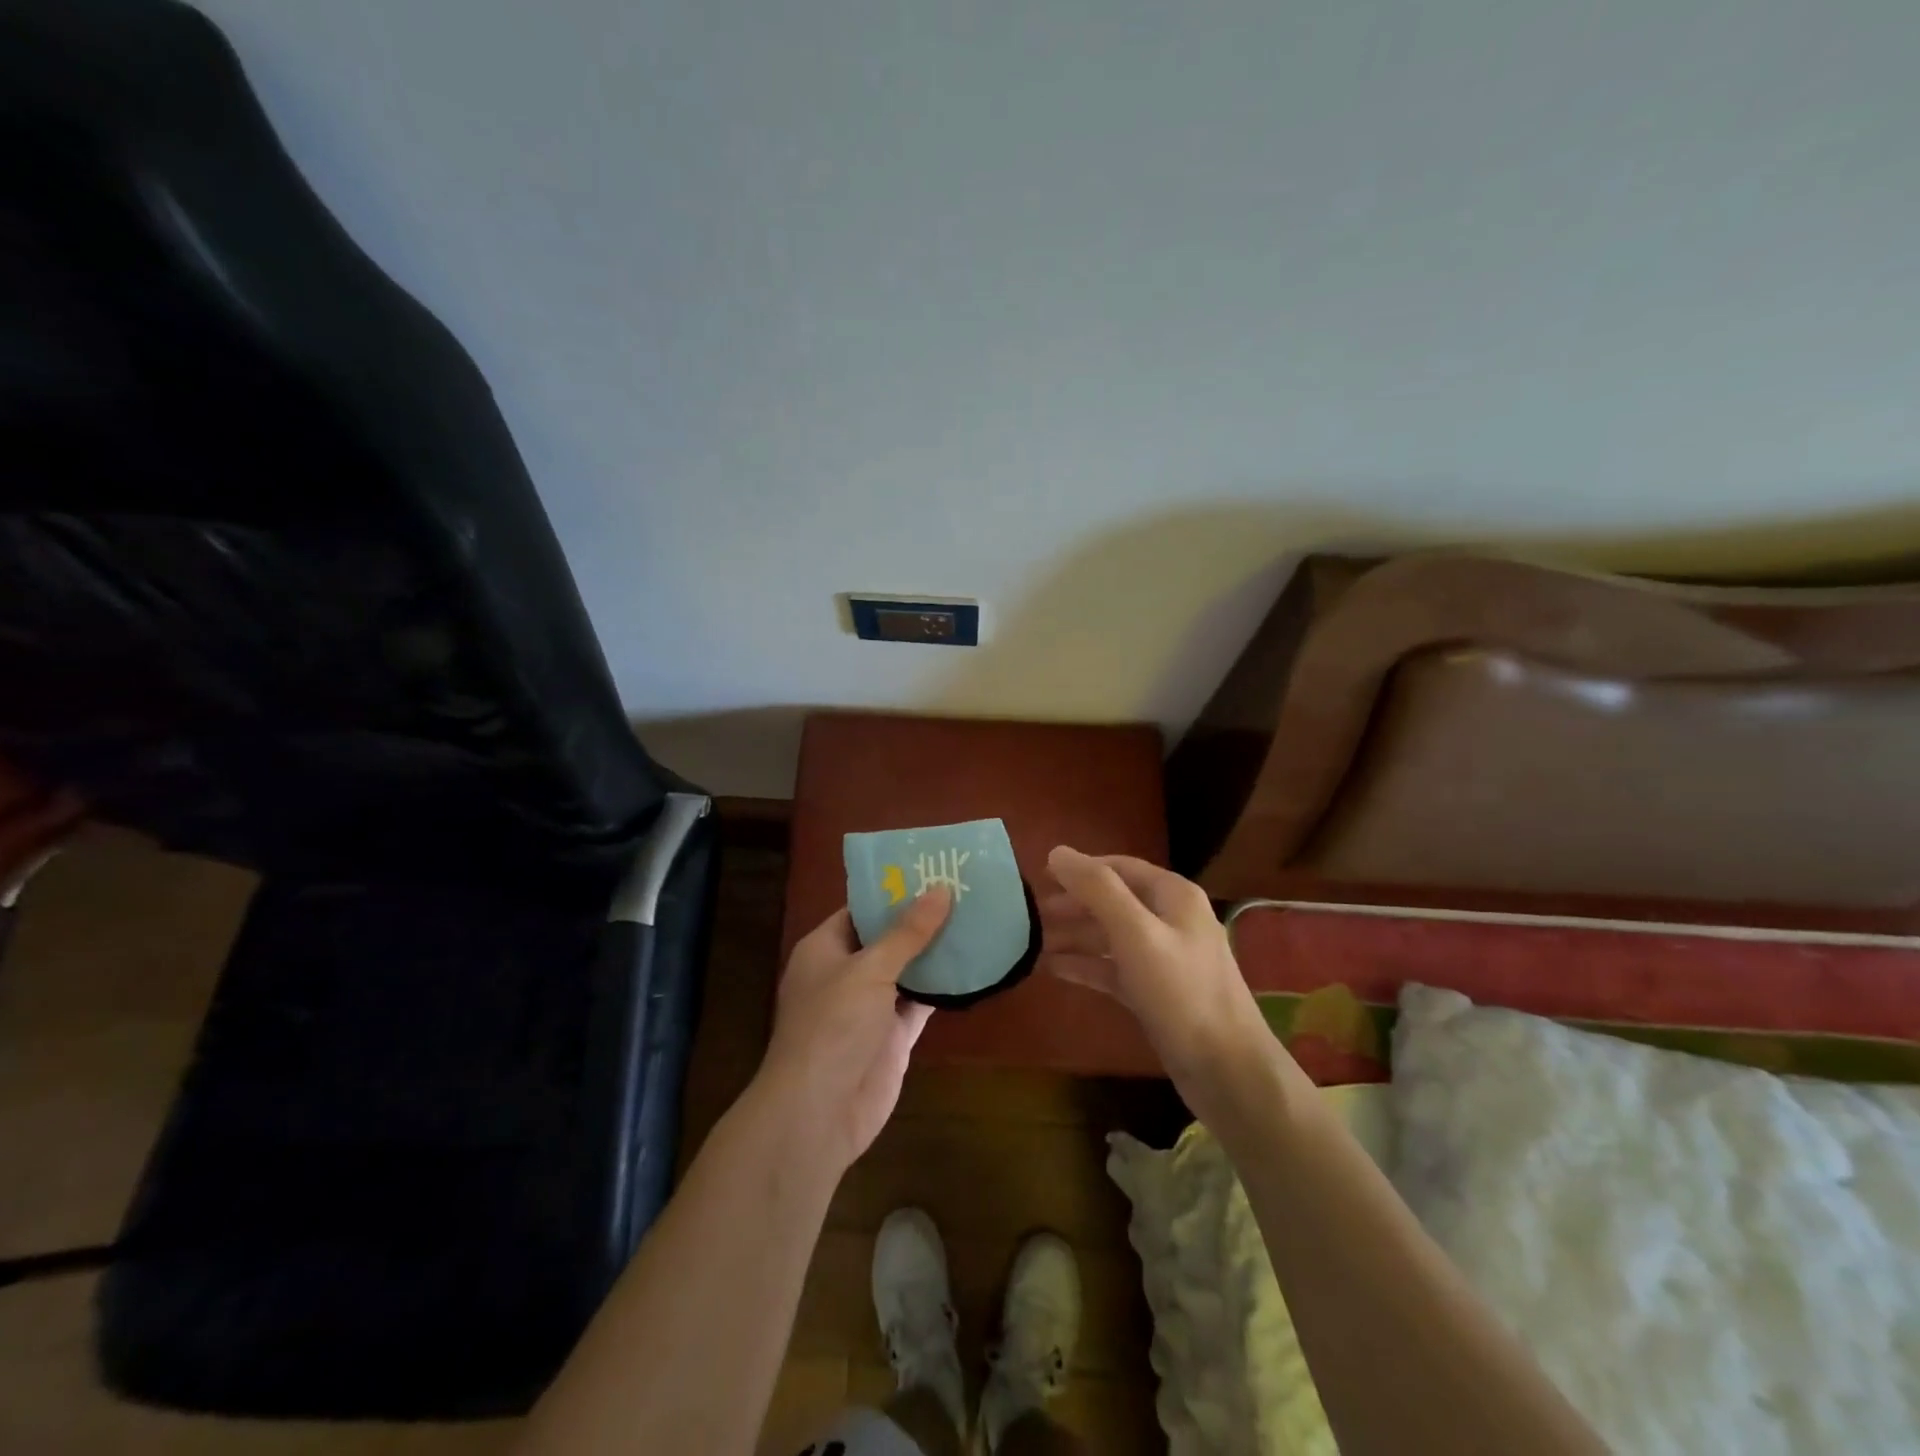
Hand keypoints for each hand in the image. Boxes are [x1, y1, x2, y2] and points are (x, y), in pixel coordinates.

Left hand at [756, 889, 951, 1174]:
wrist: (819, 1112)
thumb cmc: (833, 1026)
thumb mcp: (869, 969)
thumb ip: (907, 932)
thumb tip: (940, 889)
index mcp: (825, 948)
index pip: (861, 909)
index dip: (893, 891)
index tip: (931, 870)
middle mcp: (847, 973)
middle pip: (887, 938)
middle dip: (922, 919)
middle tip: (964, 891)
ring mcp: (871, 1006)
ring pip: (908, 969)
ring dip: (936, 951)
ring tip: (976, 918)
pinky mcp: (893, 1035)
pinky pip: (921, 1002)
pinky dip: (944, 988)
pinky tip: (974, 966)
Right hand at [1042, 846, 1277, 1108]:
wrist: (1228, 1071)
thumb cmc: (1182, 993)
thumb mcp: (1136, 934)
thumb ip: (1098, 890)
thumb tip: (1058, 852)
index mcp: (1173, 896)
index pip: (1119, 867)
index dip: (1080, 869)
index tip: (1040, 876)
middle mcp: (1171, 920)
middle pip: (1113, 901)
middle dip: (1073, 904)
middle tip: (1031, 913)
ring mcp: (1165, 958)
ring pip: (1111, 936)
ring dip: (1075, 935)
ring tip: (1033, 941)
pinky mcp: (1157, 993)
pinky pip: (1114, 968)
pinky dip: (1086, 966)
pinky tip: (1055, 970)